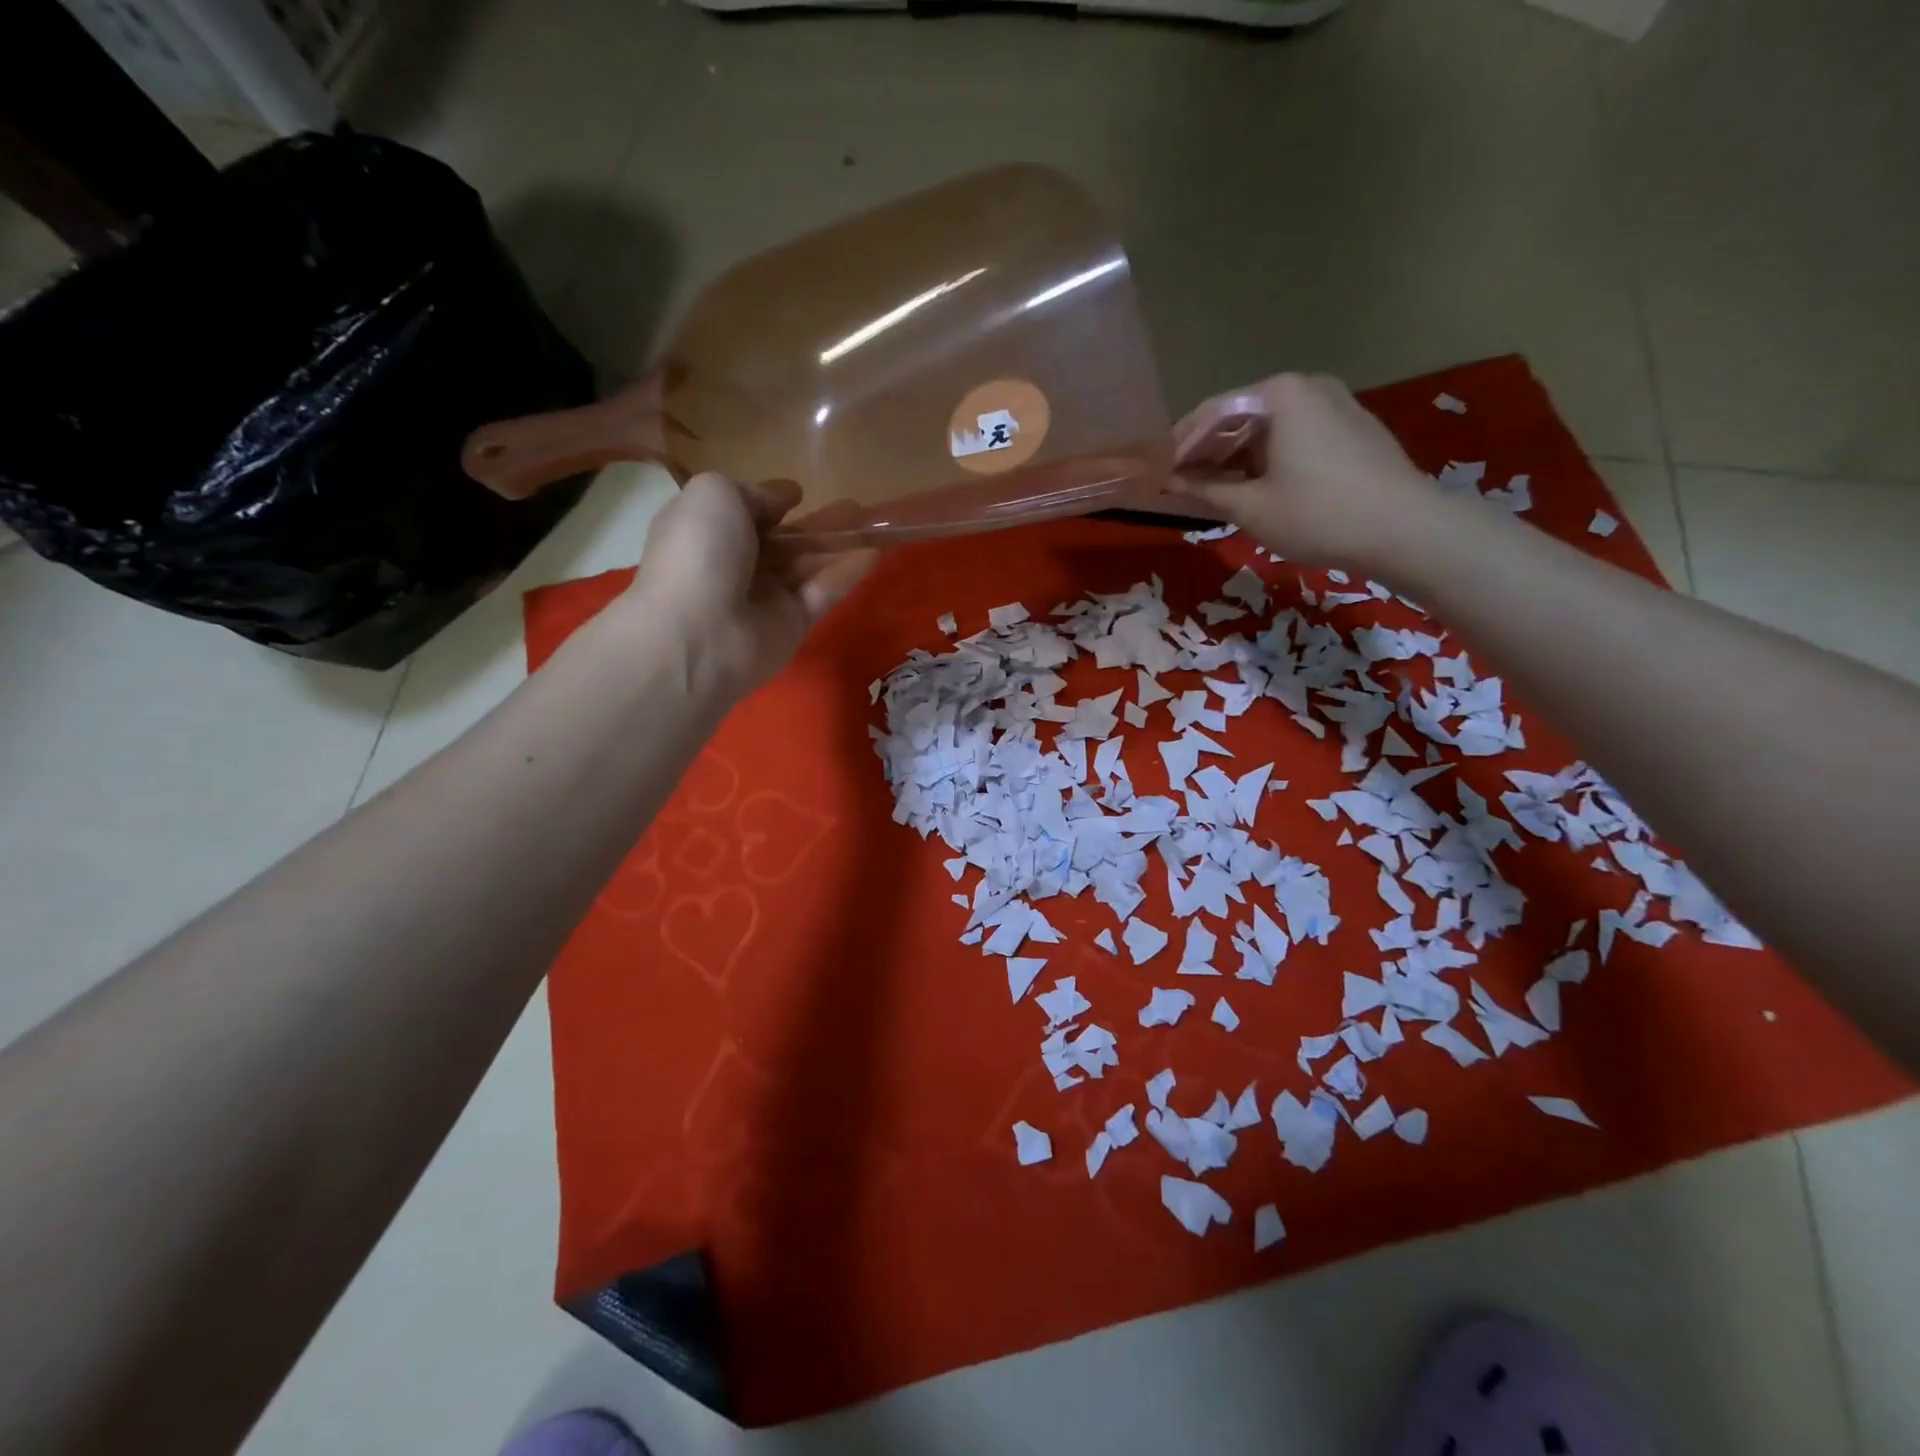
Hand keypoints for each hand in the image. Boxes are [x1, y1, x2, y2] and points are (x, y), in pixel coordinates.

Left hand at [621, 473, 877, 698]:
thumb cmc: (699, 552)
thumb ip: (755, 493)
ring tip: (875, 523)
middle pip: (782, 541)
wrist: (699, 633)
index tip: (797, 494)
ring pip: (808, 564)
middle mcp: (735, 564)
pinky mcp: (793, 624)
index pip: (742, 513)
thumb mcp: (715, 495)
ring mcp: (765, 597)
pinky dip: (848, 572)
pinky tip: (875, 551)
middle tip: (853, 507)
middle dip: (814, 524)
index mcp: (707, 532)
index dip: (769, 502)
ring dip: (839, 543)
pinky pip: (824, 592)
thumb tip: (783, 499)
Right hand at [1171, 373, 1437, 573]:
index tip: (1155, 472)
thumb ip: (1204, 489)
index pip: (1211, 413)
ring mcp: (1335, 404)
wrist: (1405, 529)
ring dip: (1235, 458)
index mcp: (1279, 394)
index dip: (1179, 445)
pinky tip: (1253, 487)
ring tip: (1210, 491)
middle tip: (1179, 484)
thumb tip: (1168, 483)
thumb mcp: (1250, 507)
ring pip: (1268, 428)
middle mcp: (1307, 386)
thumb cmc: (1317, 514)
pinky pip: (1293, 437)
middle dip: (1207, 451)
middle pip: (1240, 416)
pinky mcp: (1351, 427)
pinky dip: (1266, 459)